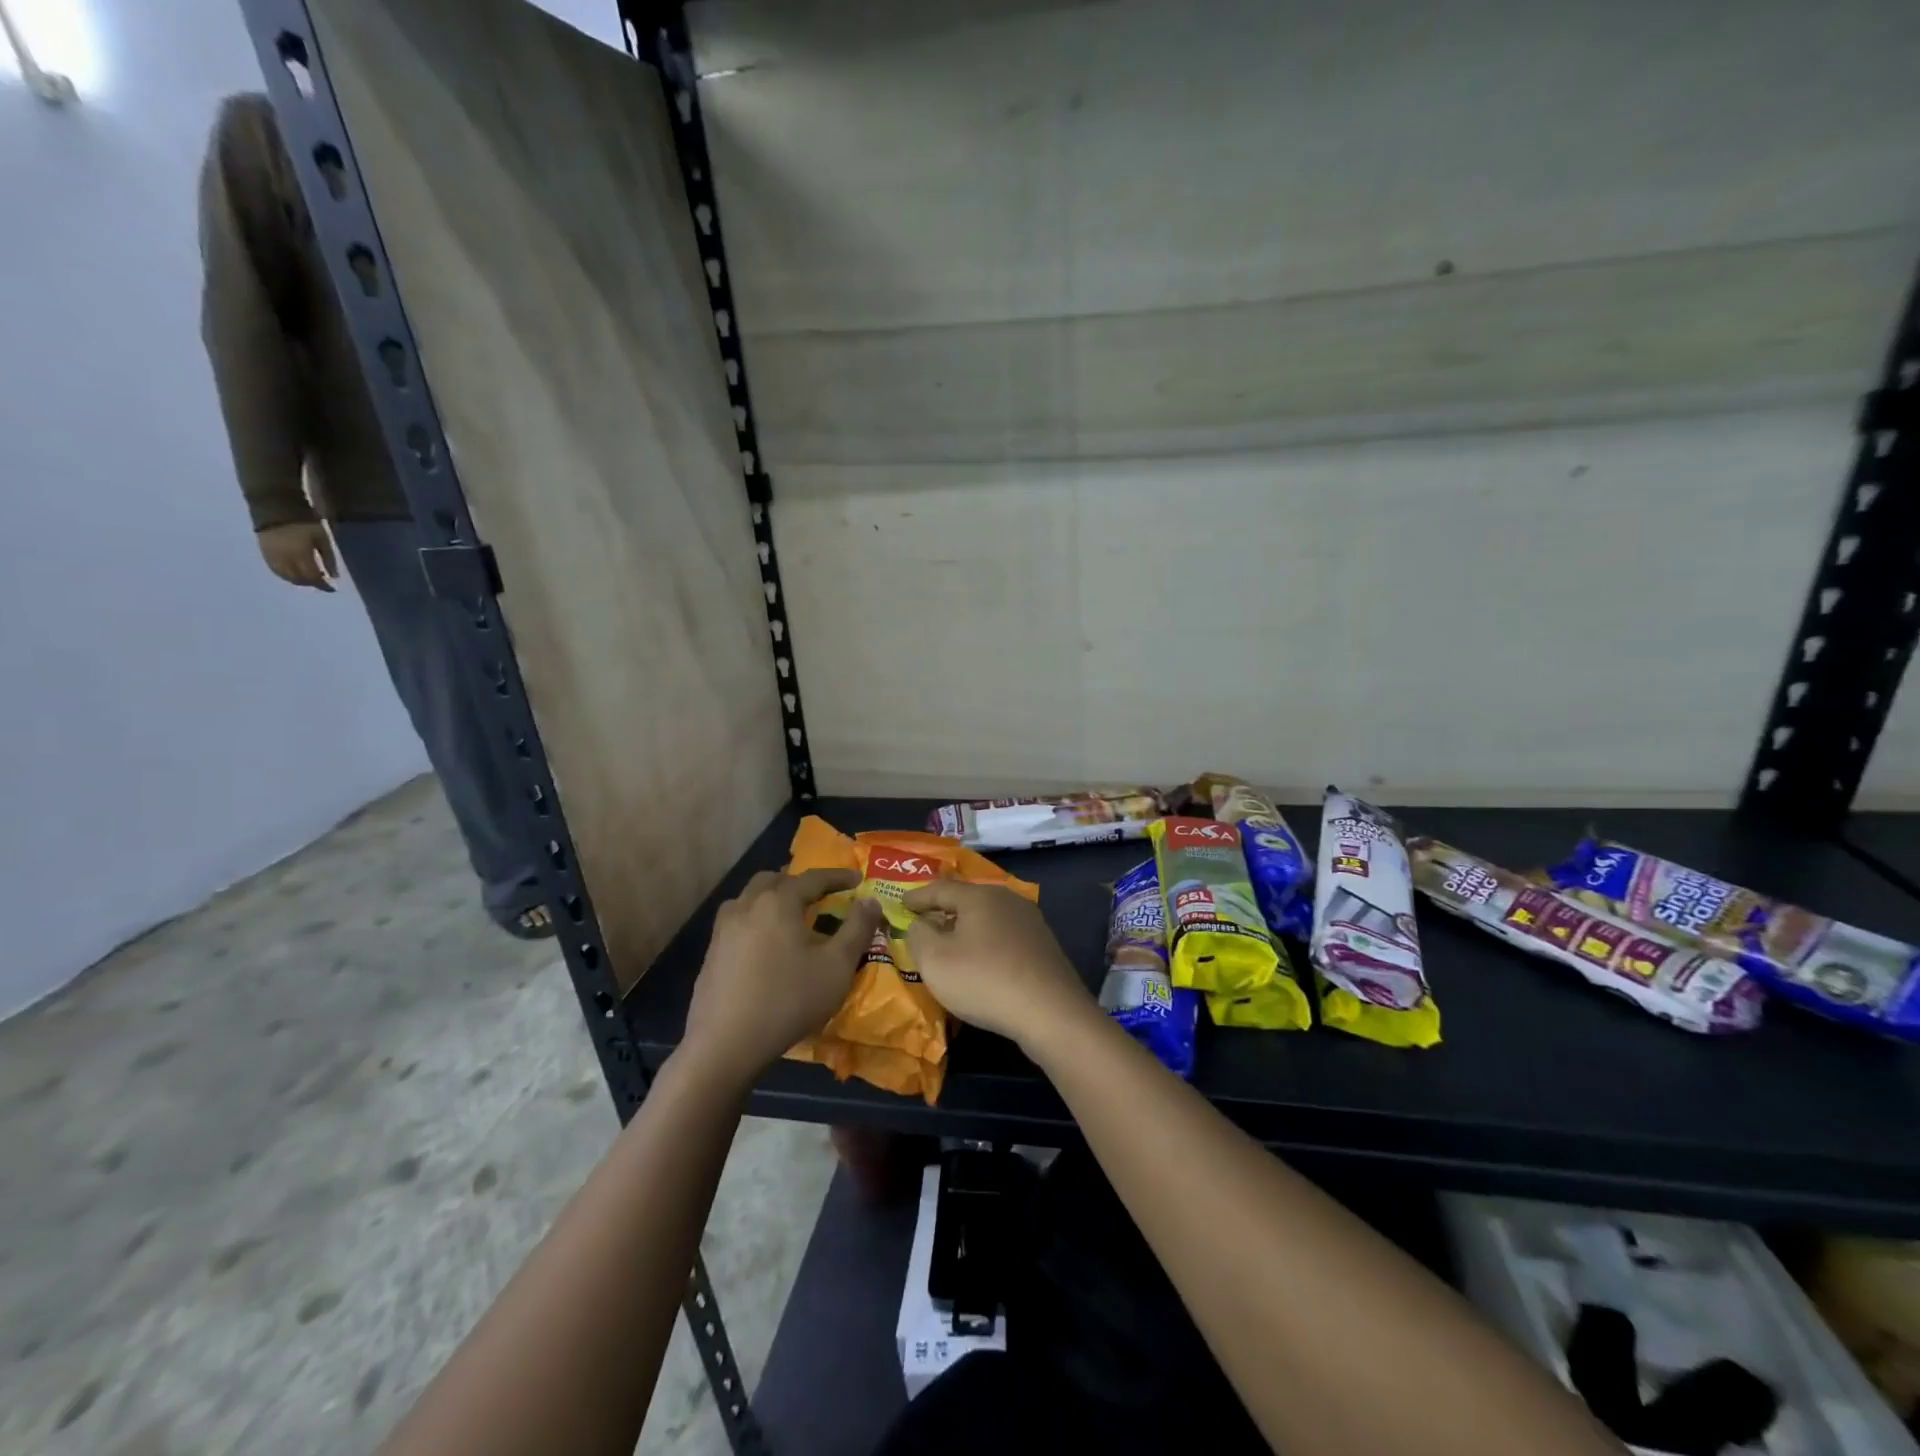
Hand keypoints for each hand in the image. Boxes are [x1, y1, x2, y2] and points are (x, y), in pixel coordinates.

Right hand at [258, 522, 336, 590]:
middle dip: (311, 583)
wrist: (276, 505)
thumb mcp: (323, 538)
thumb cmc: (306, 521)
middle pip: (298, 578)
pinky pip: (274, 568)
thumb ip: (329, 558)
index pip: (312, 577)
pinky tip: (294, 573)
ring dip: (298, 580)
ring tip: (310, 578)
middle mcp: (284, 558)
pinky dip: (285, 574)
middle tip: (322, 582)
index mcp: (300, 554)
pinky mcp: (263, 550)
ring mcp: (271, 555)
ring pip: (284, 576)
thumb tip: (334, 577)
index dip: (323, 585)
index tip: (332, 588)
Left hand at [683, 869, 882, 1084]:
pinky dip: (757, 920)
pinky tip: (767, 945)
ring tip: (792, 916)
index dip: (838, 876)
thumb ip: (858, 928)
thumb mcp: (837, 966)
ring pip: (751, 898)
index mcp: (779, 901)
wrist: (725, 1044)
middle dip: (800, 882)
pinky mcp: (712, 953)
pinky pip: (738, 921)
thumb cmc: (788, 1000)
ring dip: (774, 898)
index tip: (858, 878)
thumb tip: (870, 900)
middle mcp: (747, 905)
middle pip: (775, 880)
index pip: (813, 877)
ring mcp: (723, 929)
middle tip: (821, 895)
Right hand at [903, 882, 1092, 1051]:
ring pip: (988, 917)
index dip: (917, 897)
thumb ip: (919, 935)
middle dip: (944, 909)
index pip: (940, 888)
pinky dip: (986, 942)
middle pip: (967, 900)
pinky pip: (1004, 936)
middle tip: (924, 919)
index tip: (901, 903)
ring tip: (950, 940)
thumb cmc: (984, 980)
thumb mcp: (934, 960)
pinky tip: (981, 959)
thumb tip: (921, 922)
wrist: (1050, 1012)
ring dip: (967, 927)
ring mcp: (1030, 922)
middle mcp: (1007, 900)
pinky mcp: (1043, 945)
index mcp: (979, 896)